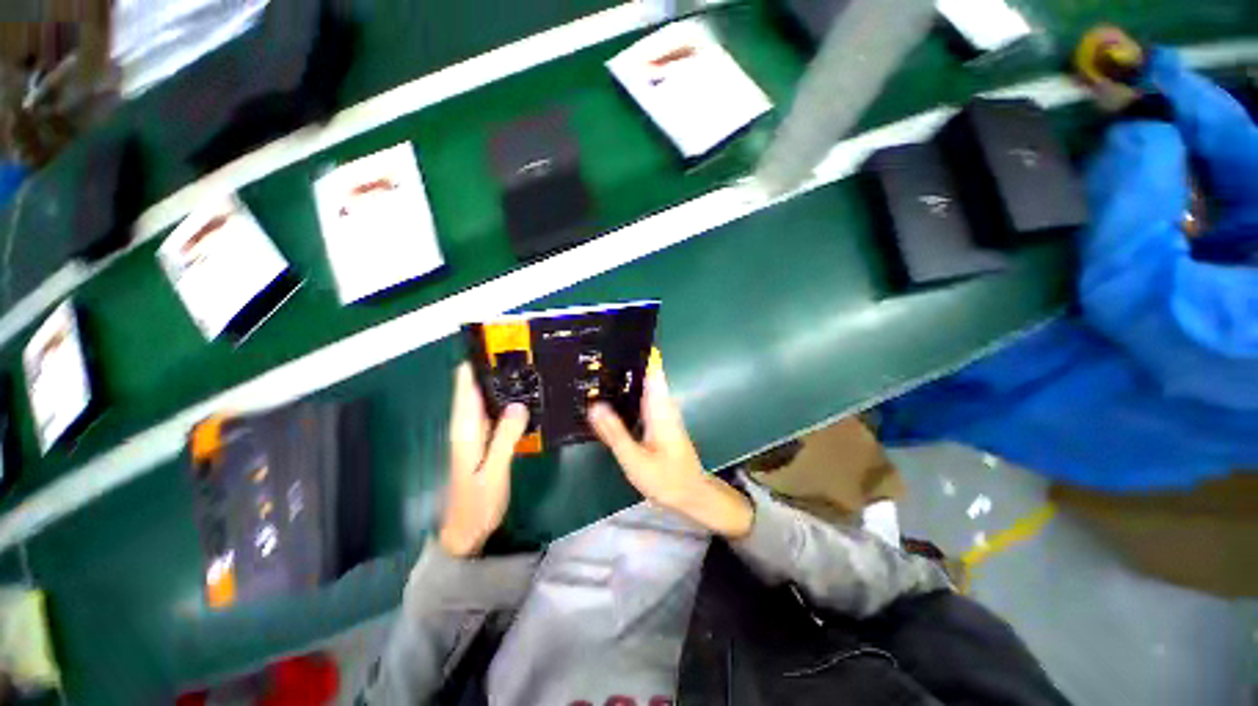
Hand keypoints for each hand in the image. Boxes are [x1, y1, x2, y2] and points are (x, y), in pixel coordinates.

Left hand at [440, 363, 529, 556]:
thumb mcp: (494, 472)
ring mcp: (475, 431)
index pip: (466, 385)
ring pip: (487, 397)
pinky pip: (495, 411)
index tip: (497, 344)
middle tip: (525, 353)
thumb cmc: (478, 503)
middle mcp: (466, 424)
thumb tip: (519, 404)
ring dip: (502, 383)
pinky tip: (526, 397)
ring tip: (529, 368)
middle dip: (494, 368)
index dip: (475, 362)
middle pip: (476, 386)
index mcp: (465, 428)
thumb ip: (505, 438)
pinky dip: (507, 400)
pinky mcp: (484, 439)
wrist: (466, 531)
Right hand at [587, 357, 752, 538]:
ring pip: (642, 385)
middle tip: (594, 357)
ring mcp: (662, 411)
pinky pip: (642, 397)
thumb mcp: (635, 459)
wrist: (691, 494)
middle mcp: (662, 403)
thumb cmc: (666, 478)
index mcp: (659, 406)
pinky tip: (609, 398)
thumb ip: (615, 433)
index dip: (637, 352)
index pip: (651, 368)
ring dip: (623, 378)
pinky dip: (627, 393)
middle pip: (644, 373)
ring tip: (595, 371)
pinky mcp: (659, 420)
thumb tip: (594, 405)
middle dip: (622, 363)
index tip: (614, 341)